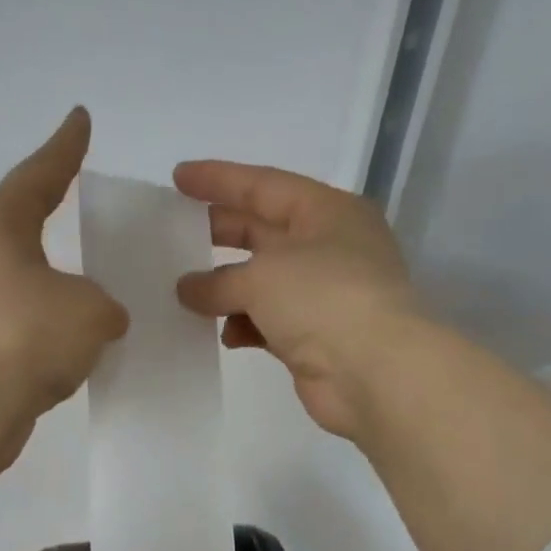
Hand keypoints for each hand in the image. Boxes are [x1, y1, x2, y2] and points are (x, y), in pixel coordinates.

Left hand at [0, 108, 129, 420]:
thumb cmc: (27, 334)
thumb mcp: (89, 310)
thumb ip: (102, 306)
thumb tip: (94, 319)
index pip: (41, 173)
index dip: (66, 147)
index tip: (80, 119)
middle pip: (23, 219)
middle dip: (52, 207)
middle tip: (81, 191)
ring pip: (26, 274)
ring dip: (57, 274)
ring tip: (96, 273)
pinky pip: (26, 317)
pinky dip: (53, 319)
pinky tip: (80, 333)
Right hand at [173, 160, 419, 439]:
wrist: (376, 373)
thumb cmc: (323, 300)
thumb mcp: (262, 277)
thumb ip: (217, 281)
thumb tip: (187, 289)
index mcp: (327, 212)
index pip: (264, 185)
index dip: (219, 180)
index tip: (178, 178)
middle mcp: (329, 247)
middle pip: (263, 231)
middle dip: (219, 233)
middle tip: (174, 234)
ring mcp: (324, 294)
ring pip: (263, 281)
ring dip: (226, 288)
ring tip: (185, 293)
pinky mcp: (316, 336)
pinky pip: (269, 322)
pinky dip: (245, 325)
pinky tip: (223, 335)